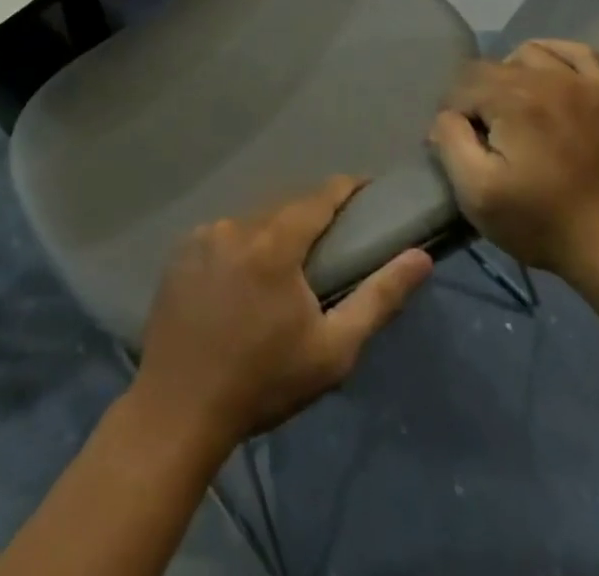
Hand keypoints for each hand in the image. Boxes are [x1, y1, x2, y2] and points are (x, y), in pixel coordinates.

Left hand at [132, 177, 432, 449]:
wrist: (179, 410)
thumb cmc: (263, 382)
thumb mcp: (332, 350)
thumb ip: (379, 298)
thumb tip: (420, 257)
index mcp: (275, 242)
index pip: (319, 196)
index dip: (346, 188)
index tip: (367, 189)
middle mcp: (236, 225)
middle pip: (284, 208)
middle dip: (310, 217)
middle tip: (331, 243)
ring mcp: (203, 235)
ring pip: (251, 221)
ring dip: (272, 234)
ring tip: (285, 268)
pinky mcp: (180, 252)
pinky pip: (221, 236)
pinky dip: (239, 248)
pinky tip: (240, 281)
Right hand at [427, 39, 598, 282]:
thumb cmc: (537, 221)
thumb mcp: (474, 192)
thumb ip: (450, 140)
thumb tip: (447, 115)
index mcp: (513, 100)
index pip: (462, 87)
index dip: (454, 117)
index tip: (460, 148)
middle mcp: (547, 79)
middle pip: (490, 68)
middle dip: (477, 98)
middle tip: (484, 138)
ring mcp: (581, 84)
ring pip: (526, 55)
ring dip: (510, 76)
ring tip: (511, 111)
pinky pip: (576, 52)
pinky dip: (554, 56)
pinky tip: (544, 77)